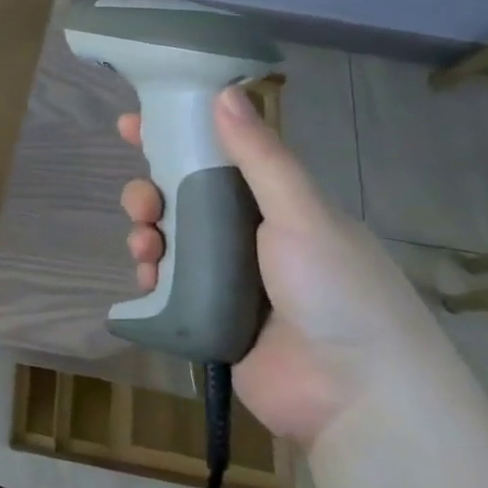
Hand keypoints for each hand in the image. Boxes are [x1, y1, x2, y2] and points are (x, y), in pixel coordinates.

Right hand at [119, 87, 454, 448]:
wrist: (354, 396)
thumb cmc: (336, 292)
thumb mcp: (302, 215)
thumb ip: (261, 157)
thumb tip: (224, 91)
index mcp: (280, 208)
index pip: (221, 159)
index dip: (177, 137)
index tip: (132, 125)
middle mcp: (251, 239)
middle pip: (184, 200)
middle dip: (152, 193)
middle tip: (141, 203)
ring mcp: (228, 281)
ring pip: (169, 241)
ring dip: (147, 234)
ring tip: (145, 248)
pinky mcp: (207, 317)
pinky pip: (165, 285)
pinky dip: (149, 276)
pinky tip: (147, 279)